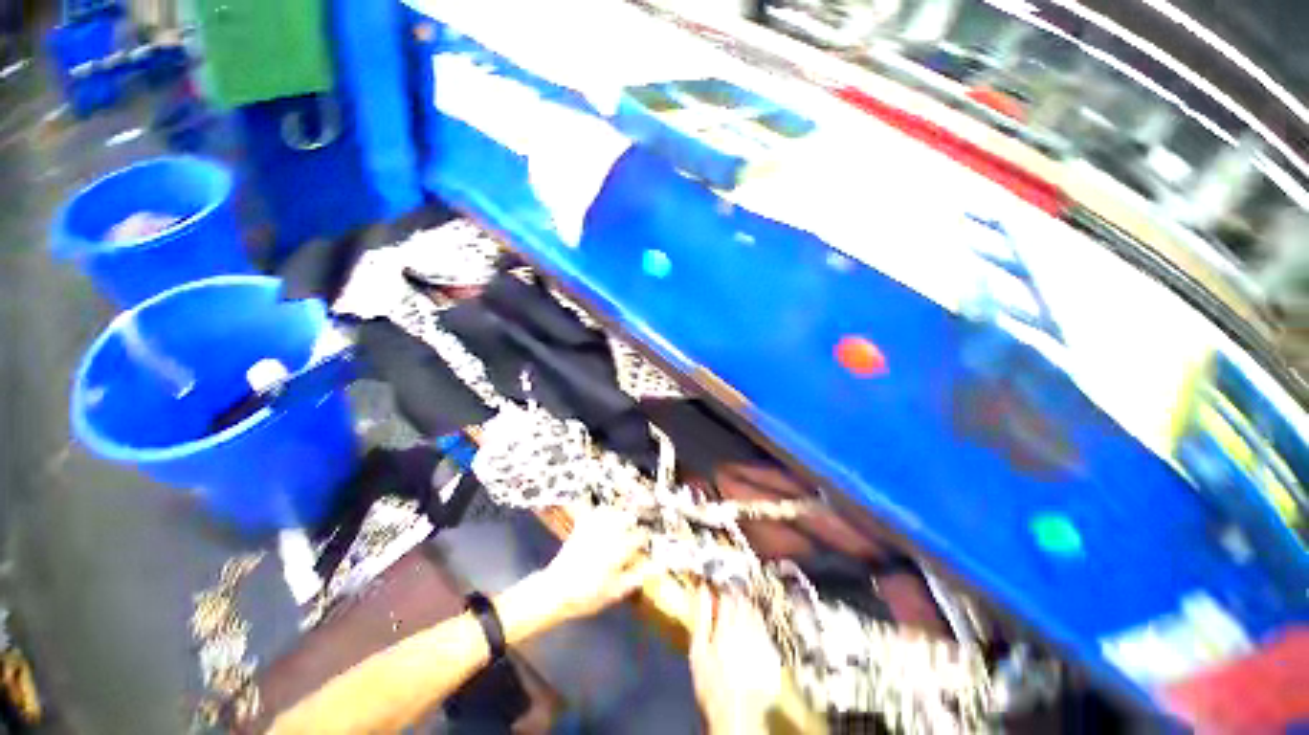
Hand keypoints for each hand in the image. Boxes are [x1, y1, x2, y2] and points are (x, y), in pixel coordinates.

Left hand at [537, 507, 653, 621]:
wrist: (555, 591)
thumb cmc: (588, 595)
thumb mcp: (616, 591)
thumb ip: (639, 575)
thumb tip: (660, 565)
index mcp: (618, 551)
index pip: (640, 537)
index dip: (645, 539)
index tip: (646, 544)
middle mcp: (608, 535)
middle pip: (627, 517)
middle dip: (634, 522)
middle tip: (635, 531)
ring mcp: (593, 529)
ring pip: (613, 511)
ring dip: (620, 514)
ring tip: (624, 522)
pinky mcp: (582, 526)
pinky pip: (595, 512)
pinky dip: (603, 511)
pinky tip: (606, 515)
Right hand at [689, 586, 783, 733]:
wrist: (735, 714)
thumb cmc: (711, 682)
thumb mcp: (699, 649)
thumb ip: (701, 617)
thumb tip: (702, 590)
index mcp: (728, 626)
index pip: (728, 597)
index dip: (722, 591)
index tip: (717, 590)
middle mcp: (748, 630)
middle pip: (745, 603)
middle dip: (737, 596)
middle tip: (729, 597)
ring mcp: (762, 642)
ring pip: (756, 615)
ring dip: (748, 608)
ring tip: (739, 611)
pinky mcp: (771, 655)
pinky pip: (765, 631)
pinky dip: (757, 625)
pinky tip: (751, 631)